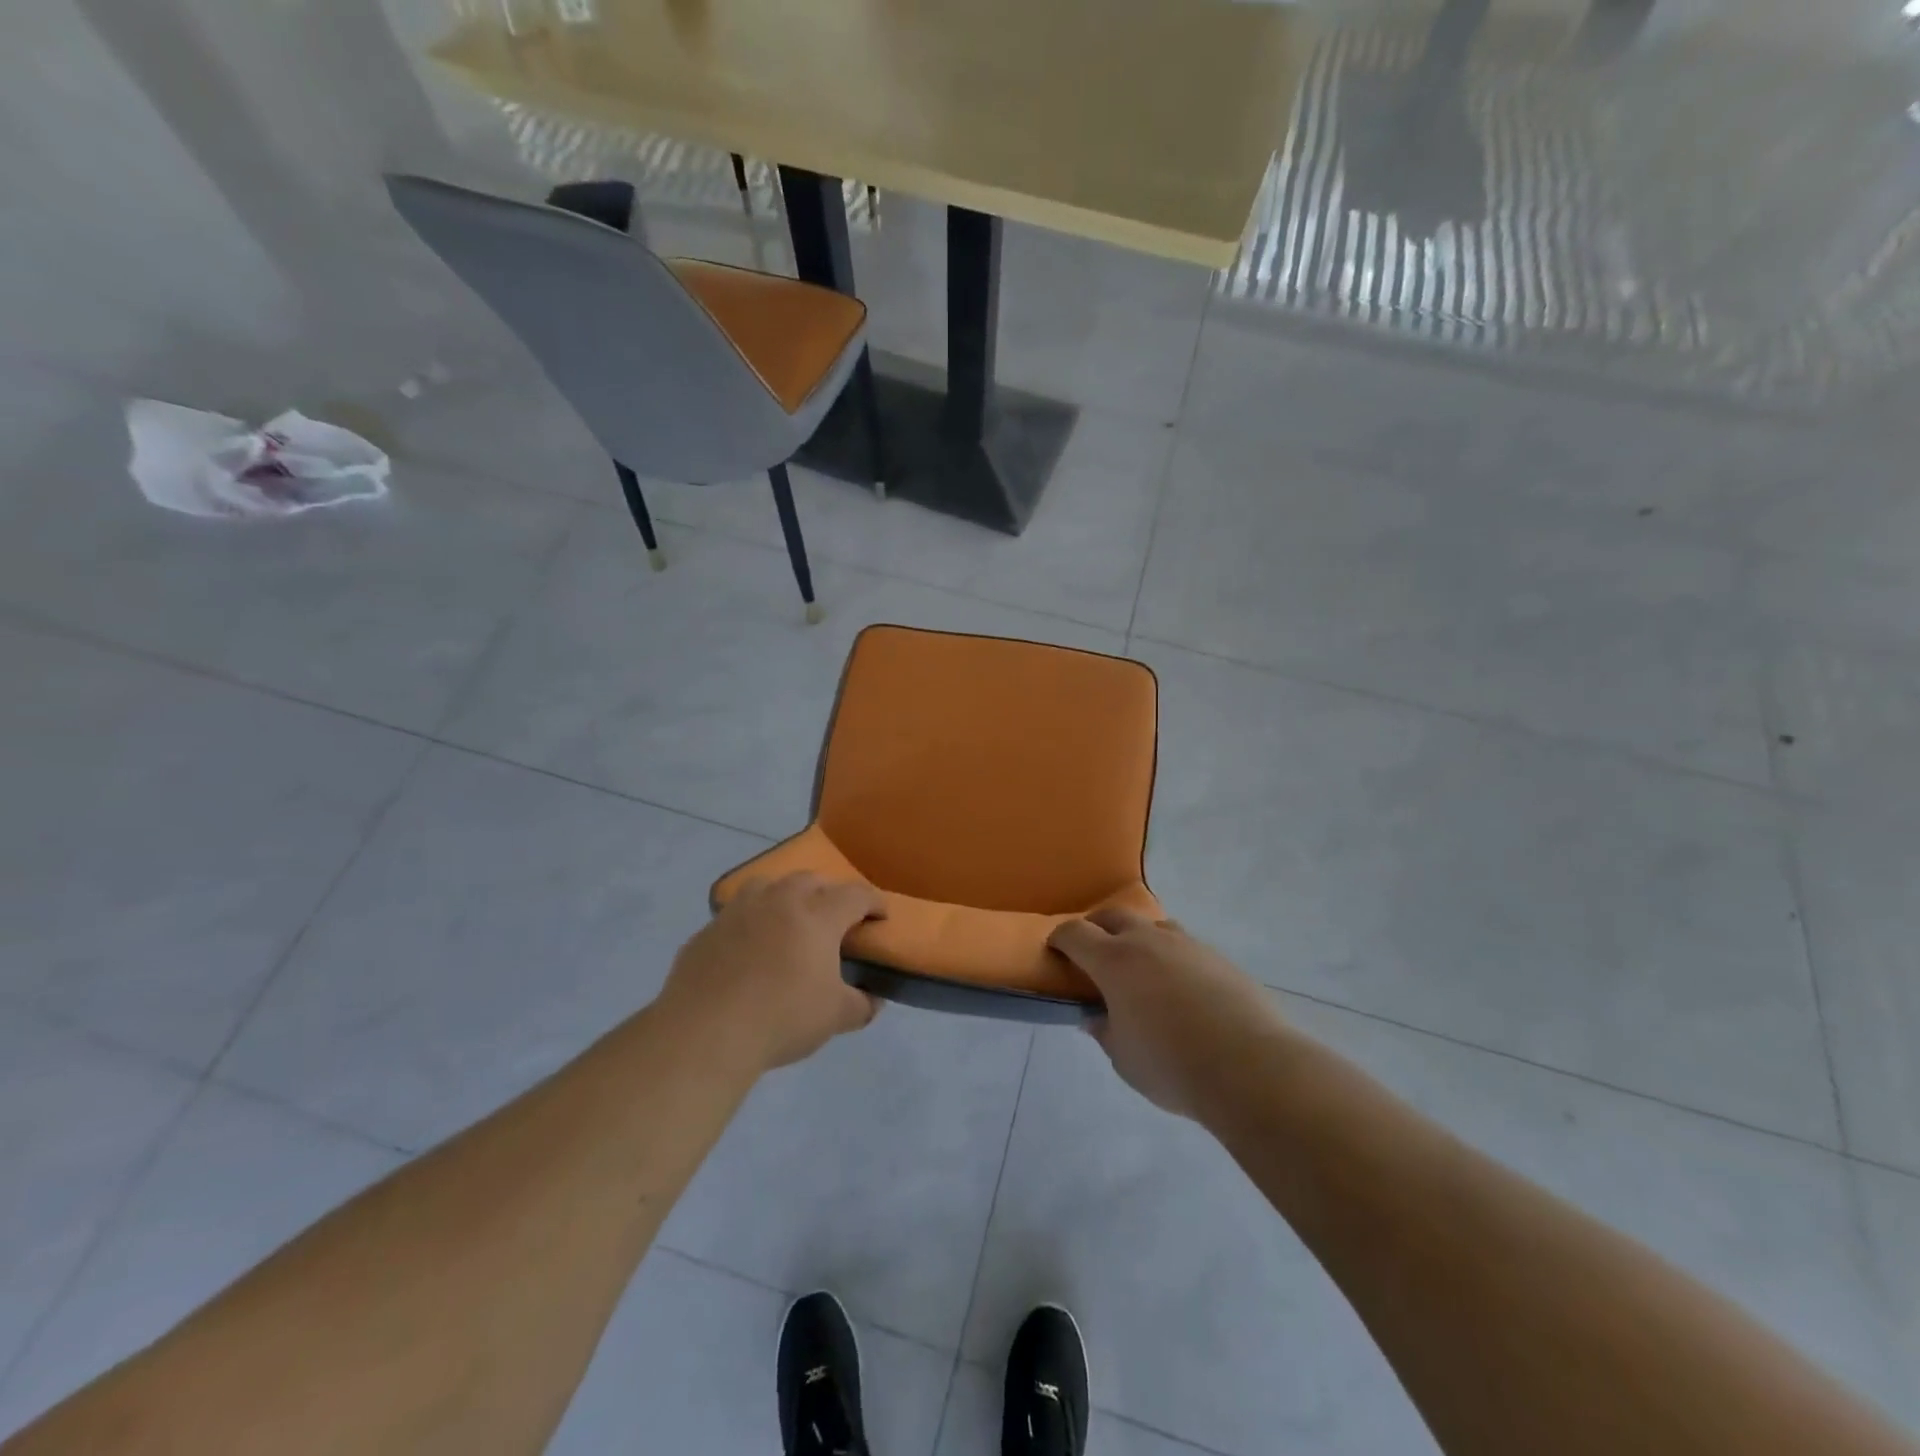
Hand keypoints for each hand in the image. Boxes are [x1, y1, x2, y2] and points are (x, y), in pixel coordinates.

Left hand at [664, 873, 885, 1072]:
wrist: (706, 1033)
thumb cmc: (782, 1018)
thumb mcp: (835, 1017)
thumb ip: (861, 1005)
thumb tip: (873, 1000)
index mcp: (816, 916)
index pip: (854, 895)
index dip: (873, 902)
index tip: (881, 915)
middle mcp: (778, 902)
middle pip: (810, 880)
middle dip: (828, 893)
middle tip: (834, 918)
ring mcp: (738, 913)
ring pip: (766, 886)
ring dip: (783, 896)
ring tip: (787, 919)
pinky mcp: (706, 932)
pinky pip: (734, 917)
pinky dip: (749, 924)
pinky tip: (747, 950)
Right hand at [1048, 908, 1290, 1119]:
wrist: (1250, 1066)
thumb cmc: (1171, 1064)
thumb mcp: (1123, 1057)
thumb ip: (1104, 1031)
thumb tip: (1094, 1016)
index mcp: (1114, 960)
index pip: (1075, 933)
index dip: (1060, 938)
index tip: (1055, 948)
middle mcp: (1147, 941)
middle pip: (1113, 916)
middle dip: (1096, 927)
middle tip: (1093, 951)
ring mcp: (1187, 944)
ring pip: (1153, 925)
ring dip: (1138, 936)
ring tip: (1140, 966)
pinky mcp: (1218, 957)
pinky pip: (1184, 945)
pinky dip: (1171, 956)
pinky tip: (1180, 986)